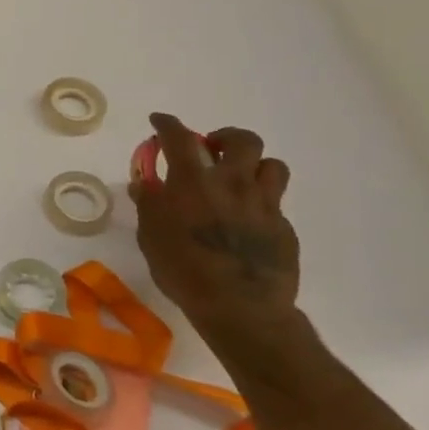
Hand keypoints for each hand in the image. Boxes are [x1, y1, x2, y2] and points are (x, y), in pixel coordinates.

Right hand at [129, 113, 308, 362]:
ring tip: (237, 179)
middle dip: (225, 137)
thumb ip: (149, 204)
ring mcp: (264, 204)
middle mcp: (232, 183)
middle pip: (242, 140)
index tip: (160, 121)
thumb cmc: (184, 270)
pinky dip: (259, 200)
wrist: (241, 308)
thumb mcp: (150, 236)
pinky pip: (275, 201)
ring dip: (253, 165)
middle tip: (211, 150)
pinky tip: (246, 219)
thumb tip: (144, 183)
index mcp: (193, 182)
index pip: (179, 137)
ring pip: (272, 165)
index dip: (167, 124)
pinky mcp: (284, 227)